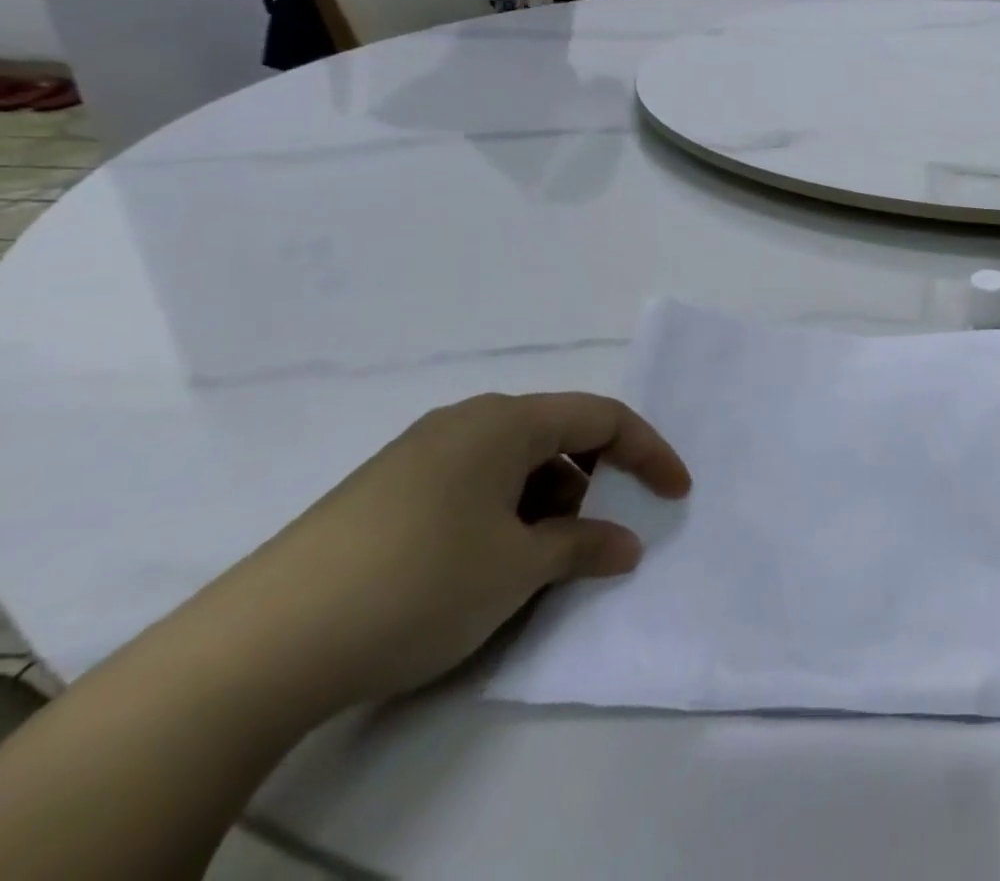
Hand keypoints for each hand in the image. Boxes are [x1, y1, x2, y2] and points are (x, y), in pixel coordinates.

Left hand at [217, 392, 690, 710]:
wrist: (256, 648)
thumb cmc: (417, 584)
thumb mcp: (518, 569)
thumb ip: (584, 547)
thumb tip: (626, 545)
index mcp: (506, 420)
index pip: (603, 417)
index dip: (649, 452)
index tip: (676, 494)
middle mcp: (466, 421)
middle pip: (558, 433)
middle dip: (594, 478)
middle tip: (599, 533)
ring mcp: (419, 453)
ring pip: (514, 460)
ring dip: (548, 499)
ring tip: (540, 557)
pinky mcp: (384, 490)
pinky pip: (473, 482)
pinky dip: (504, 511)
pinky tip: (486, 562)